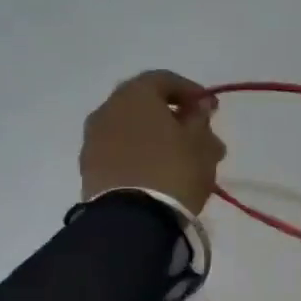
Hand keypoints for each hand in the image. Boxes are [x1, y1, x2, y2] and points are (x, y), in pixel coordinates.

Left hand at [80, 71, 225, 215]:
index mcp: (135, 95)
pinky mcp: (89, 168)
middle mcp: (108, 109)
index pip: (164, 79)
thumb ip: (200, 118)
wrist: (132, 220)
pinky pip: (120, 151)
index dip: (191, 91)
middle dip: (174, 117)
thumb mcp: (200, 142)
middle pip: (145, 105)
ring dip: (157, 138)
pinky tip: (159, 174)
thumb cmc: (173, 170)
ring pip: (132, 130)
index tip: (210, 109)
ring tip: (182, 161)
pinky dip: (140, 155)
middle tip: (198, 136)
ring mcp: (94, 140)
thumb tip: (198, 106)